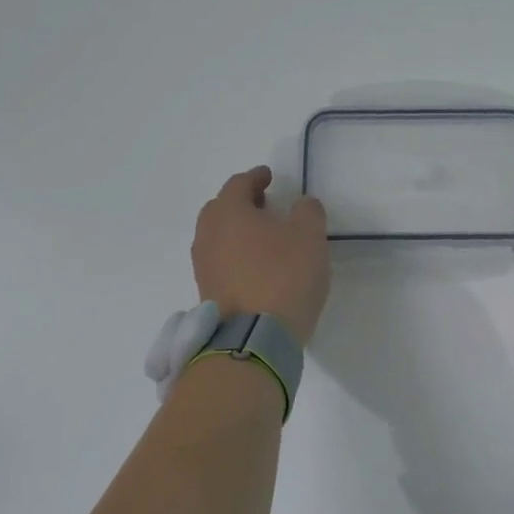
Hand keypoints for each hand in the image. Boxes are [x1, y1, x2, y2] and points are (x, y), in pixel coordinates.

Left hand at [192, 166, 329, 344]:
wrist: (256, 337)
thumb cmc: (284, 276)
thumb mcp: (310, 236)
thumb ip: (307, 211)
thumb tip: (300, 204)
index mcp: (229, 212)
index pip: (239, 184)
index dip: (256, 177)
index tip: (268, 176)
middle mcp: (208, 235)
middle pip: (220, 209)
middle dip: (241, 203)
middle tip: (263, 204)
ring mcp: (204, 266)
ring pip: (217, 237)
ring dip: (237, 231)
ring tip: (261, 236)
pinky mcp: (208, 292)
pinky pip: (220, 262)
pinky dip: (235, 255)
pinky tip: (255, 265)